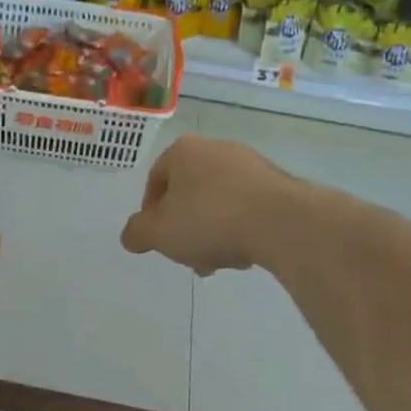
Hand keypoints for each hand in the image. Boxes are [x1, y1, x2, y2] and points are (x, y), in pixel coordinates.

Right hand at [121, 134, 287, 277]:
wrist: (280, 221)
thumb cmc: (209, 219)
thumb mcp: (159, 232)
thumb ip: (137, 233)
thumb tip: (130, 236)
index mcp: (182, 151)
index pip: (155, 181)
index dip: (152, 214)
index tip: (160, 241)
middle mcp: (215, 148)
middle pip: (189, 193)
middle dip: (186, 228)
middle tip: (190, 257)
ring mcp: (249, 163)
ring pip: (218, 202)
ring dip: (213, 231)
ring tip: (220, 261)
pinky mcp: (276, 182)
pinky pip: (247, 206)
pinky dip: (241, 226)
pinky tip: (245, 252)